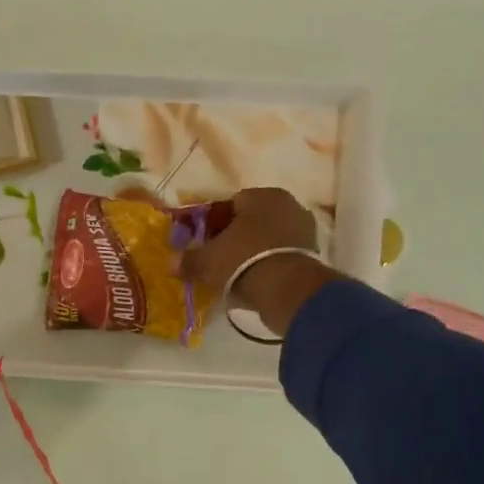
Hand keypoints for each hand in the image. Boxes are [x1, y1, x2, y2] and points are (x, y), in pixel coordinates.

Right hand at [179, 187, 342, 337]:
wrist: (285, 288)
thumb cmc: (241, 261)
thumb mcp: (207, 262)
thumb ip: (188, 260)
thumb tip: (170, 263)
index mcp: (261, 195)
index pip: (232, 203)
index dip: (216, 223)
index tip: (207, 242)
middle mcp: (286, 204)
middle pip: (254, 219)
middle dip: (238, 236)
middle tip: (221, 258)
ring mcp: (303, 228)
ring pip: (270, 236)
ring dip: (256, 250)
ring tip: (238, 273)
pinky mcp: (312, 252)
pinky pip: (283, 254)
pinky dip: (270, 263)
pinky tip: (257, 280)